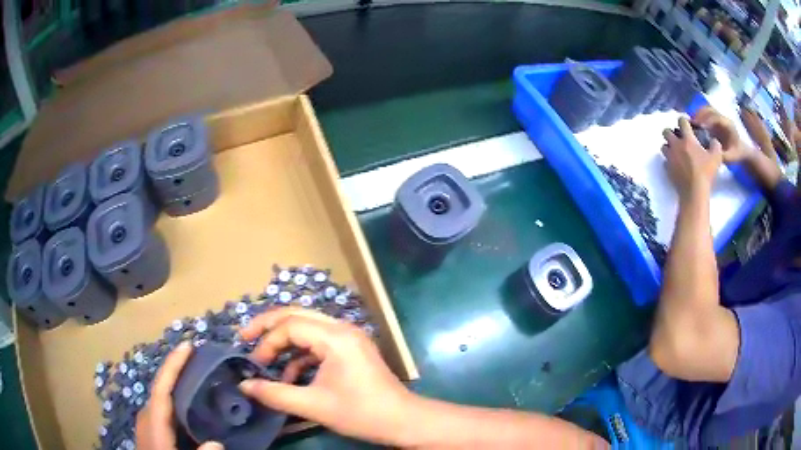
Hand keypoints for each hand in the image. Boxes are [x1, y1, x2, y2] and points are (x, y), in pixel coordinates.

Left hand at [136, 342, 222, 449]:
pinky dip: (175, 396)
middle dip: (177, 369)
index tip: (188, 346)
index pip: (162, 388)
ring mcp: (148, 422)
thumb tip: (217, 443)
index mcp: (152, 423)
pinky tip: (188, 400)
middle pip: (161, 386)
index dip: (173, 365)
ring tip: (197, 374)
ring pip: (162, 395)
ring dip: (177, 381)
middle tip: (200, 359)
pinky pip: (164, 405)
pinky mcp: (152, 429)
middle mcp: (147, 416)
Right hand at [238, 308, 415, 445]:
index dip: (267, 342)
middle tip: (245, 337)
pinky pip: (319, 342)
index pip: (290, 326)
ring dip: (285, 342)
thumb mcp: (313, 406)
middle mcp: (342, 329)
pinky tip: (292, 376)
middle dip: (268, 326)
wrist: (402, 421)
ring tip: (266, 361)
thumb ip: (275, 394)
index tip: (254, 363)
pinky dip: (301, 355)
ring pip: (307, 327)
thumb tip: (244, 386)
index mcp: (335, 337)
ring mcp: (349, 337)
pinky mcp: (351, 349)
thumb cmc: (360, 413)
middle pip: (297, 315)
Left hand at [662, 117, 722, 199]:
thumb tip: (714, 141)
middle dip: (671, 133)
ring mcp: (670, 157)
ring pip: (663, 146)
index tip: (687, 125)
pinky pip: (665, 162)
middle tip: (678, 139)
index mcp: (687, 139)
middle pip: (666, 131)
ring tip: (676, 152)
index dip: (684, 121)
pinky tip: (675, 166)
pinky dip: (669, 162)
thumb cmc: (706, 173)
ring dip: (668, 147)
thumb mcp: (716, 157)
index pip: (681, 121)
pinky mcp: (667, 170)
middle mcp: (676, 145)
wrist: (695, 192)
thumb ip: (715, 145)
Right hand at [693, 106, 748, 162]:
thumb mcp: (730, 158)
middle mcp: (723, 118)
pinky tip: (694, 123)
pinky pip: (706, 113)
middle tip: (692, 123)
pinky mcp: (715, 118)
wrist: (740, 150)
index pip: (717, 118)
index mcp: (728, 125)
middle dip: (700, 114)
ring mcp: (719, 117)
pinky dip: (699, 116)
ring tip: (691, 123)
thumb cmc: (735, 154)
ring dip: (698, 114)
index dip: (707, 120)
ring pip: (707, 109)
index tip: (699, 126)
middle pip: (710, 110)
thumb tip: (710, 154)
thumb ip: (721, 155)